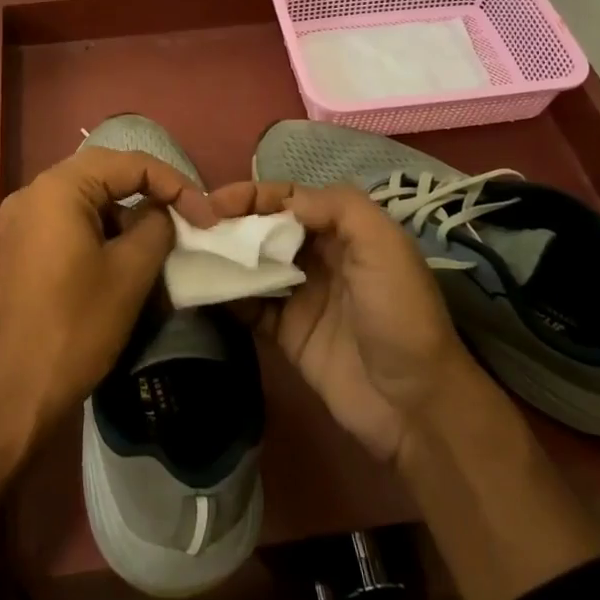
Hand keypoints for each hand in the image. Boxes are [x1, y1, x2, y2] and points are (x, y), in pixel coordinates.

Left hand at [0, 148, 214, 438]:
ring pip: (84, 203)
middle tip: (186, 219)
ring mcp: (17, 224)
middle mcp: (31, 194)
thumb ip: (155, 227)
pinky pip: (65, 226)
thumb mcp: (130, 274)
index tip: (206, 217)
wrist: (9, 396)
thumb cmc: (74, 327)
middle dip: (149, 194)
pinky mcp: (15, 252)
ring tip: (157, 246)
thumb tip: (160, 213)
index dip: (175, 184)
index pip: (129, 163)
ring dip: (124, 217)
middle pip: (103, 176)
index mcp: (58, 189)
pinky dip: (98, 235)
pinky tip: (119, 264)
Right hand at [209, 181, 472, 464]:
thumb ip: (337, 208)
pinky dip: (225, 297)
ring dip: (223, 257)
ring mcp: (301, 295)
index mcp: (344, 230)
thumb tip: (284, 200)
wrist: (414, 404)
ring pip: (253, 265)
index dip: (253, 195)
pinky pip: (249, 306)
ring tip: (185, 253)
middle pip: (266, 229)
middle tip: (191, 228)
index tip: (214, 203)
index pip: (289, 199)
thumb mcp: (383, 245)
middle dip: (230, 223)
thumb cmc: (399, 313)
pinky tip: (199, 290)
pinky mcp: (287, 333)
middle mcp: (320, 256)